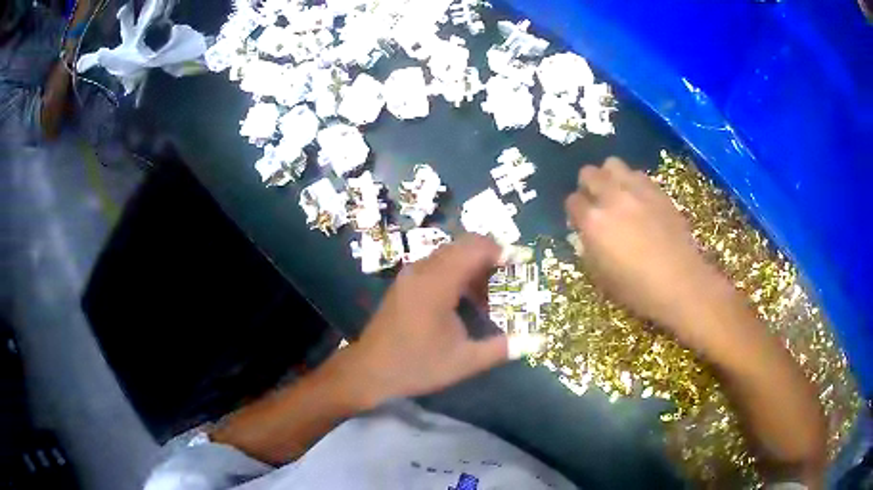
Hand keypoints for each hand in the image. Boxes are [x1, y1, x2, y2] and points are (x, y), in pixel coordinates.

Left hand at [345, 235, 515, 406]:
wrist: (369, 370)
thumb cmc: (417, 365)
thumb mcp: (465, 361)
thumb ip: (503, 348)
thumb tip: (538, 342)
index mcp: (438, 283)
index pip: (475, 248)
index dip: (502, 251)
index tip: (521, 263)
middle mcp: (423, 270)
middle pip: (463, 246)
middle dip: (490, 257)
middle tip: (510, 279)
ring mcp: (411, 274)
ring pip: (450, 254)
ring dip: (473, 266)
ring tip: (490, 294)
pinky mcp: (405, 283)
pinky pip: (437, 264)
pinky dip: (457, 272)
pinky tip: (466, 300)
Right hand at [564, 157, 726, 340]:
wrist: (680, 282)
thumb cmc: (637, 288)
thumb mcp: (602, 276)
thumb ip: (589, 249)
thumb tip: (585, 234)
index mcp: (594, 222)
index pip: (573, 201)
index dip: (574, 211)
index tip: (580, 220)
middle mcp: (612, 198)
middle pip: (589, 173)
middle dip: (587, 185)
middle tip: (595, 201)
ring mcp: (637, 190)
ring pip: (612, 164)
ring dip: (609, 176)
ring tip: (616, 193)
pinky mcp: (657, 190)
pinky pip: (637, 174)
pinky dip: (632, 181)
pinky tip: (638, 199)